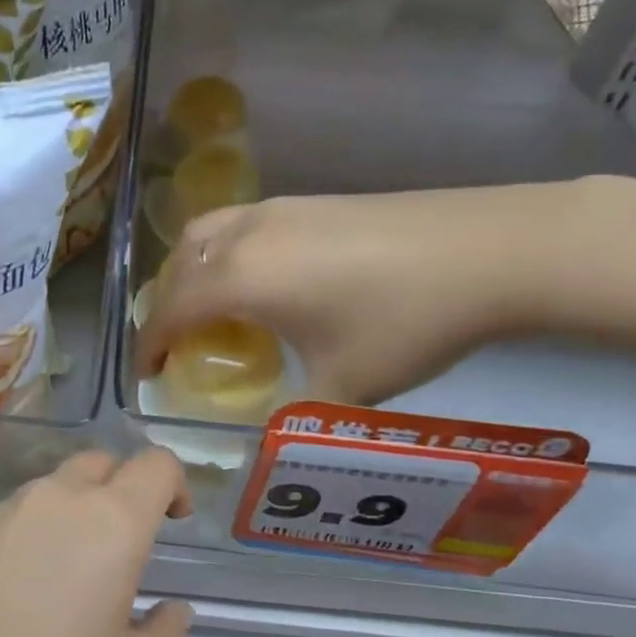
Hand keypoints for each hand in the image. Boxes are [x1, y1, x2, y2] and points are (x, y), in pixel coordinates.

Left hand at [0, 448, 193, 636]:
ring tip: (64, 577)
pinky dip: (24, 540)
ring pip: (48, 489)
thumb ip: (166, 632)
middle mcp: (54, 500)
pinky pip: (5, 522)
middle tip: (123, 547)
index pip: (155, 464)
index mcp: (111, 522)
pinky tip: (9, 600)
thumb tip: (170, 609)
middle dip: (121, 489)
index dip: (174, 484)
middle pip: (99, 463)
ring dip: (70, 513)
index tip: (174, 522)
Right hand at [135, 183, 586, 405]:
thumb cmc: (405, 321)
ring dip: (191, 272)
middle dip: (164, 306)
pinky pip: (240, 225)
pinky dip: (224, 253)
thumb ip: (294, 413)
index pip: (170, 311)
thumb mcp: (345, 385)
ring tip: (208, 306)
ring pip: (207, 235)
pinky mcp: (311, 200)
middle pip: (179, 266)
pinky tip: (261, 279)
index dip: (150, 346)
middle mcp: (246, 235)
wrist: (490, 250)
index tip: (146, 376)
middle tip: (177, 344)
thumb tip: (270, 435)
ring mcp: (279, 209)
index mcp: (241, 278)